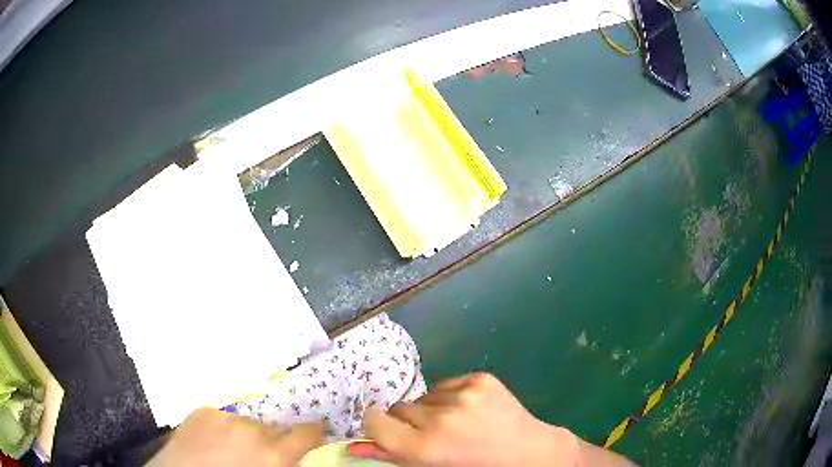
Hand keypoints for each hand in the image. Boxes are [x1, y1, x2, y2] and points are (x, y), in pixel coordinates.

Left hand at [145, 408, 323, 466]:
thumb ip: (284, 463)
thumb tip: (295, 456)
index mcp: (272, 454)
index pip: (307, 433)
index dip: (313, 432)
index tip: (314, 432)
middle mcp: (252, 429)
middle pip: (274, 429)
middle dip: (271, 440)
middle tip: (257, 456)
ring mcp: (224, 417)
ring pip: (247, 422)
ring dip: (245, 434)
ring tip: (229, 450)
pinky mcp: (202, 410)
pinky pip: (222, 417)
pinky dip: (222, 428)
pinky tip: (210, 443)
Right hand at [348, 373, 579, 465]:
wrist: (528, 453)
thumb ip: (391, 456)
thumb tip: (353, 448)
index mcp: (425, 447)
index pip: (375, 421)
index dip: (379, 427)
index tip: (388, 432)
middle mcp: (440, 418)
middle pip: (399, 408)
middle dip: (408, 422)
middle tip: (431, 436)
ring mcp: (464, 394)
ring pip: (423, 397)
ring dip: (430, 410)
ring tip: (456, 425)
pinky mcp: (480, 378)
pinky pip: (446, 384)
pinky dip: (451, 397)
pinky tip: (471, 412)